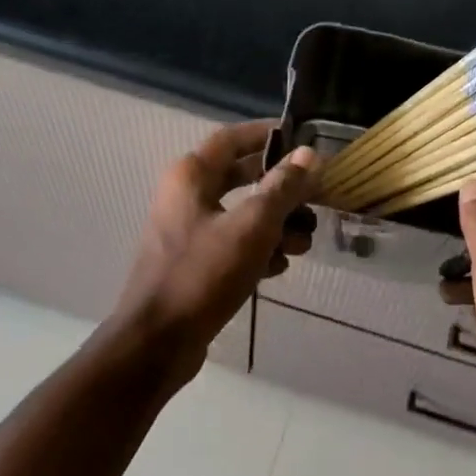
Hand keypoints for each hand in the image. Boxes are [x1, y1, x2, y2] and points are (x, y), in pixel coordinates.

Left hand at [114, 120, 317, 374]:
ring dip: (276, 225)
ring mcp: (188, 231)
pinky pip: (234, 244)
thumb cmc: (204, 273)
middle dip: (282, 190)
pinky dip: (259, 250)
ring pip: (242, 214)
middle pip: (243, 177)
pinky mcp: (195, 263)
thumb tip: (308, 154)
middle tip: (316, 200)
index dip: (268, 134)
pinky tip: (278, 268)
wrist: (159, 341)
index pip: (233, 138)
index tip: (302, 139)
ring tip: (303, 245)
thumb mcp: (253, 226)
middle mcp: (186, 196)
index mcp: (191, 176)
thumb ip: (283, 188)